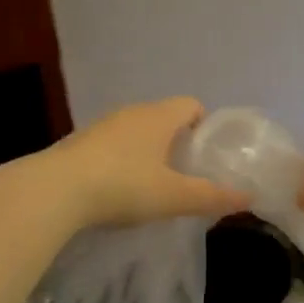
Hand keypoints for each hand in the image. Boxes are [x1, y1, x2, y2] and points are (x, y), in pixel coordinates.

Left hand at [42, 97, 250, 229]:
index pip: (191, 104)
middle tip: (185, 174)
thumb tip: (248, 198)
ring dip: (147, 151)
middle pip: (164, 117)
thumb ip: (212, 197)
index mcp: (159, 116)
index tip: (206, 155)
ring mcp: (101, 126)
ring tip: (152, 185)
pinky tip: (118, 190)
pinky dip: (121, 161)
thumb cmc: (124, 186)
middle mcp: (131, 112)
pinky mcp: (78, 143)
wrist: (54, 191)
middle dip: (177, 141)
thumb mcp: (174, 197)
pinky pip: (111, 145)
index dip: (204, 125)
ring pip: (136, 131)